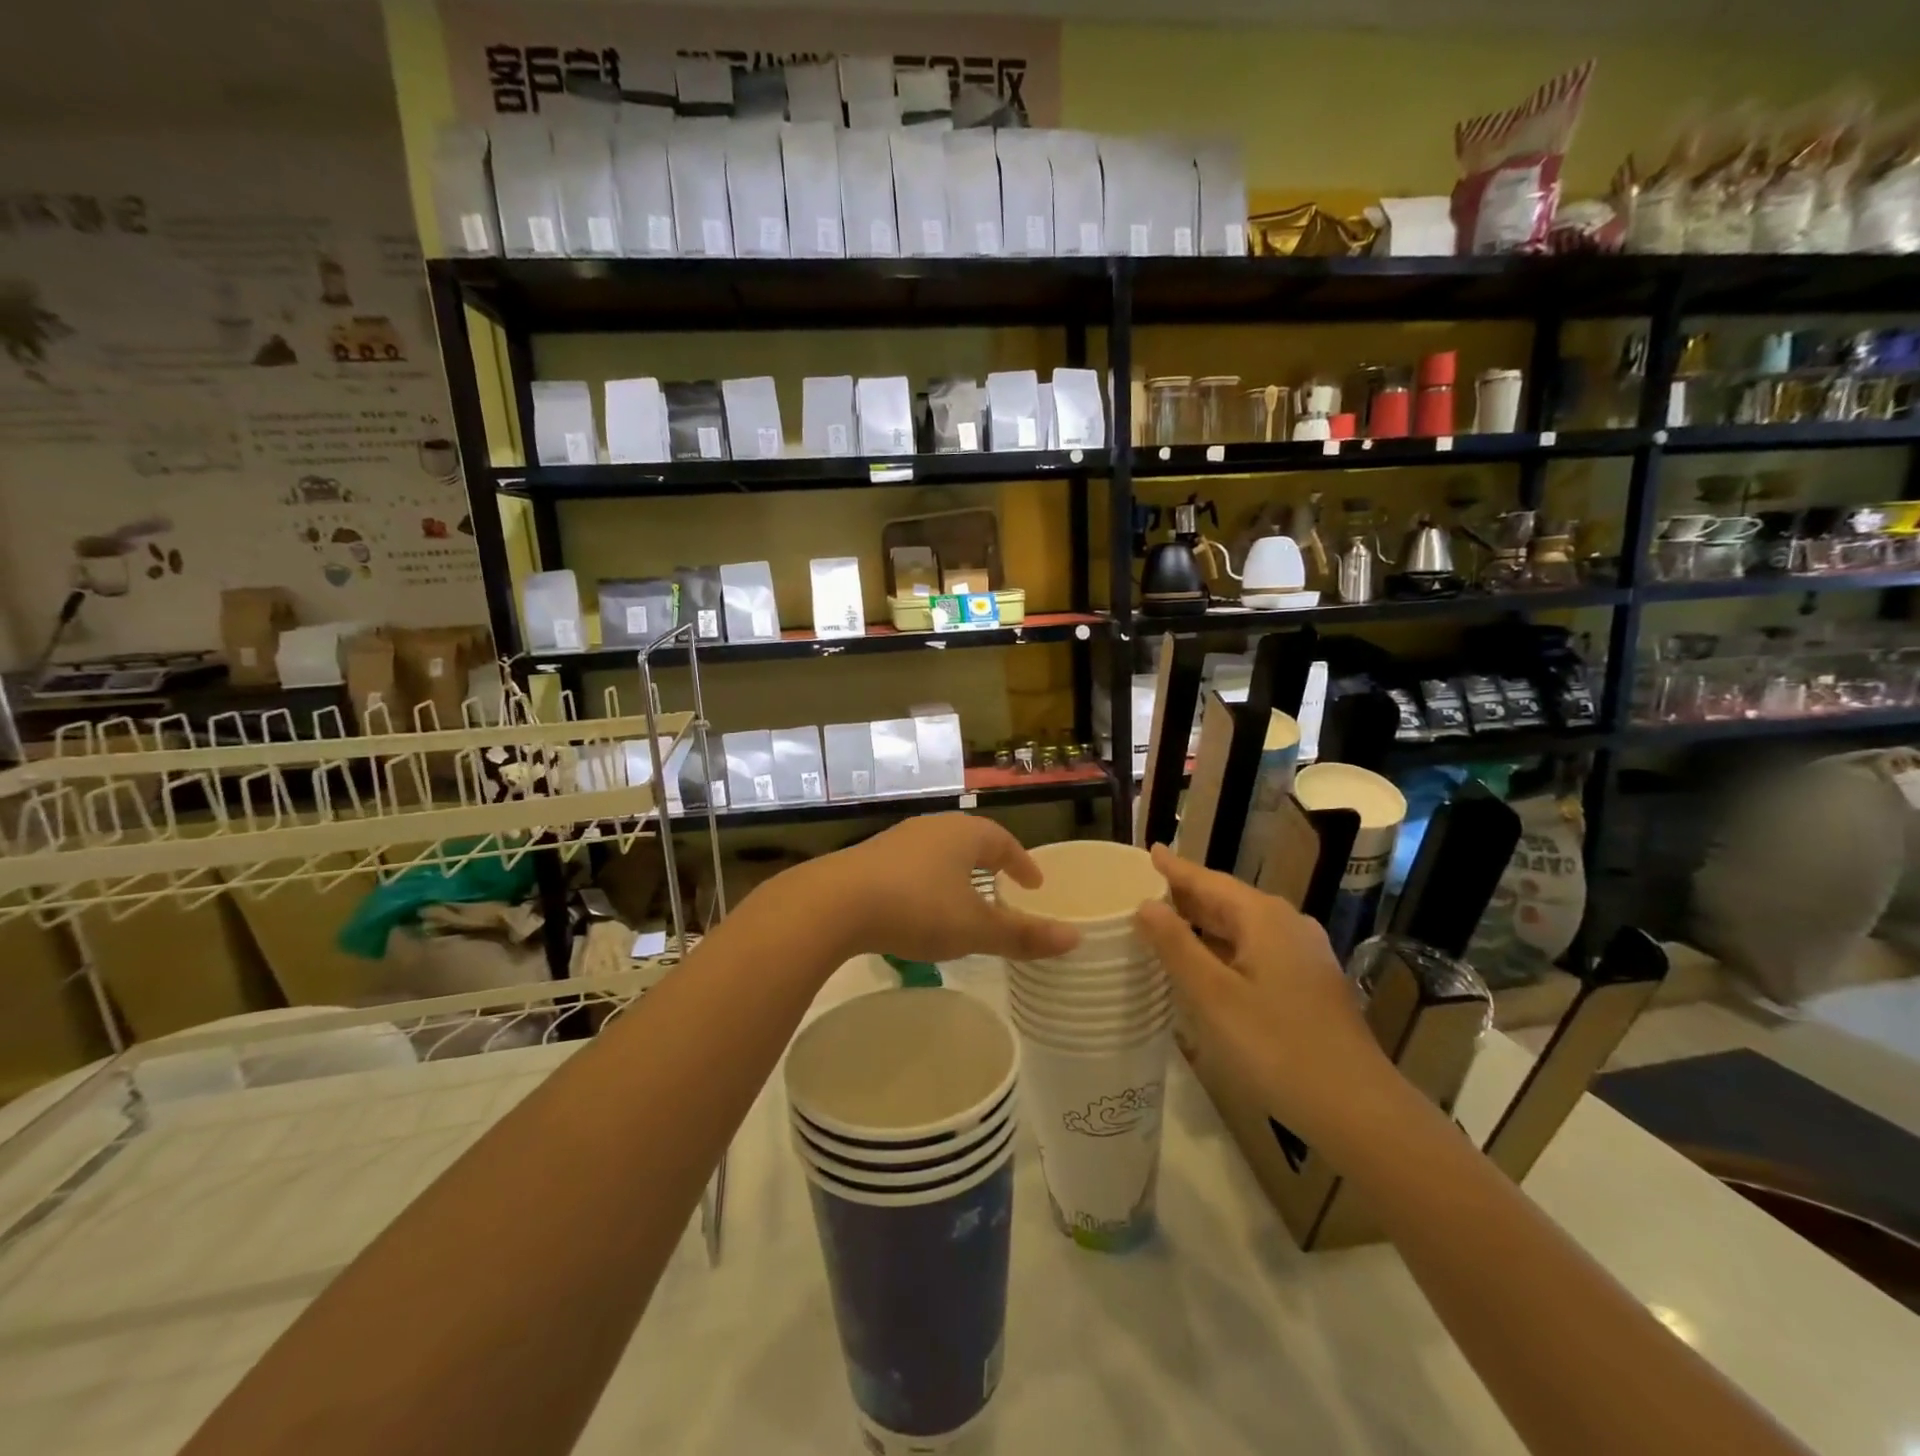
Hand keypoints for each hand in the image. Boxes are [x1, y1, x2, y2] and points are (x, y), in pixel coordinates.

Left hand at [816, 814, 1080, 963]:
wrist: (835, 903)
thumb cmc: (917, 909)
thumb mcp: (974, 928)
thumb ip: (1022, 935)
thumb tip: (1075, 939)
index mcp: (963, 835)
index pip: (1003, 841)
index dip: (1022, 862)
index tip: (1034, 884)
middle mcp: (931, 828)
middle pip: (969, 840)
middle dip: (988, 861)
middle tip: (1002, 884)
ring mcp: (896, 840)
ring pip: (937, 851)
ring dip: (954, 871)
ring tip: (962, 895)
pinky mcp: (868, 858)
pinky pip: (910, 864)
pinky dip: (925, 880)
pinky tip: (917, 904)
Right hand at [1133, 845, 1386, 1134]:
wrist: (1357, 1108)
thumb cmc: (1275, 1046)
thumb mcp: (1212, 995)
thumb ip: (1176, 946)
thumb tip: (1146, 904)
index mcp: (1263, 918)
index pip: (1209, 881)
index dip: (1176, 868)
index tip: (1150, 851)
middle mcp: (1287, 925)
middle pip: (1228, 901)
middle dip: (1188, 896)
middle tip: (1147, 891)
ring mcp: (1304, 955)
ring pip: (1244, 927)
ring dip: (1206, 924)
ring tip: (1169, 924)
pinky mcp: (1311, 984)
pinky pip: (1257, 950)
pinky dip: (1225, 948)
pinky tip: (1209, 966)